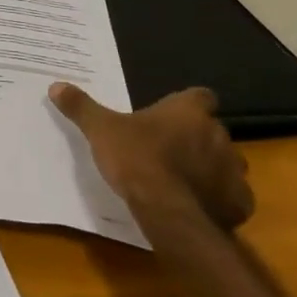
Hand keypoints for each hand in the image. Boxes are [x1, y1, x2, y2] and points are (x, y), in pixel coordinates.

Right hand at [48, 81, 253, 232]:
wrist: (169, 211)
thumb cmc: (136, 159)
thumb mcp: (101, 130)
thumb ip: (82, 107)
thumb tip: (56, 86)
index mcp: (189, 112)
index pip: (201, 96)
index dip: (187, 104)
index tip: (171, 114)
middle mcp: (219, 136)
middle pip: (211, 130)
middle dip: (195, 139)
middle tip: (167, 150)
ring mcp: (234, 171)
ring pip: (225, 163)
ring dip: (209, 168)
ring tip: (181, 180)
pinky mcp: (240, 203)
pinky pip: (231, 196)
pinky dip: (217, 198)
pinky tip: (195, 205)